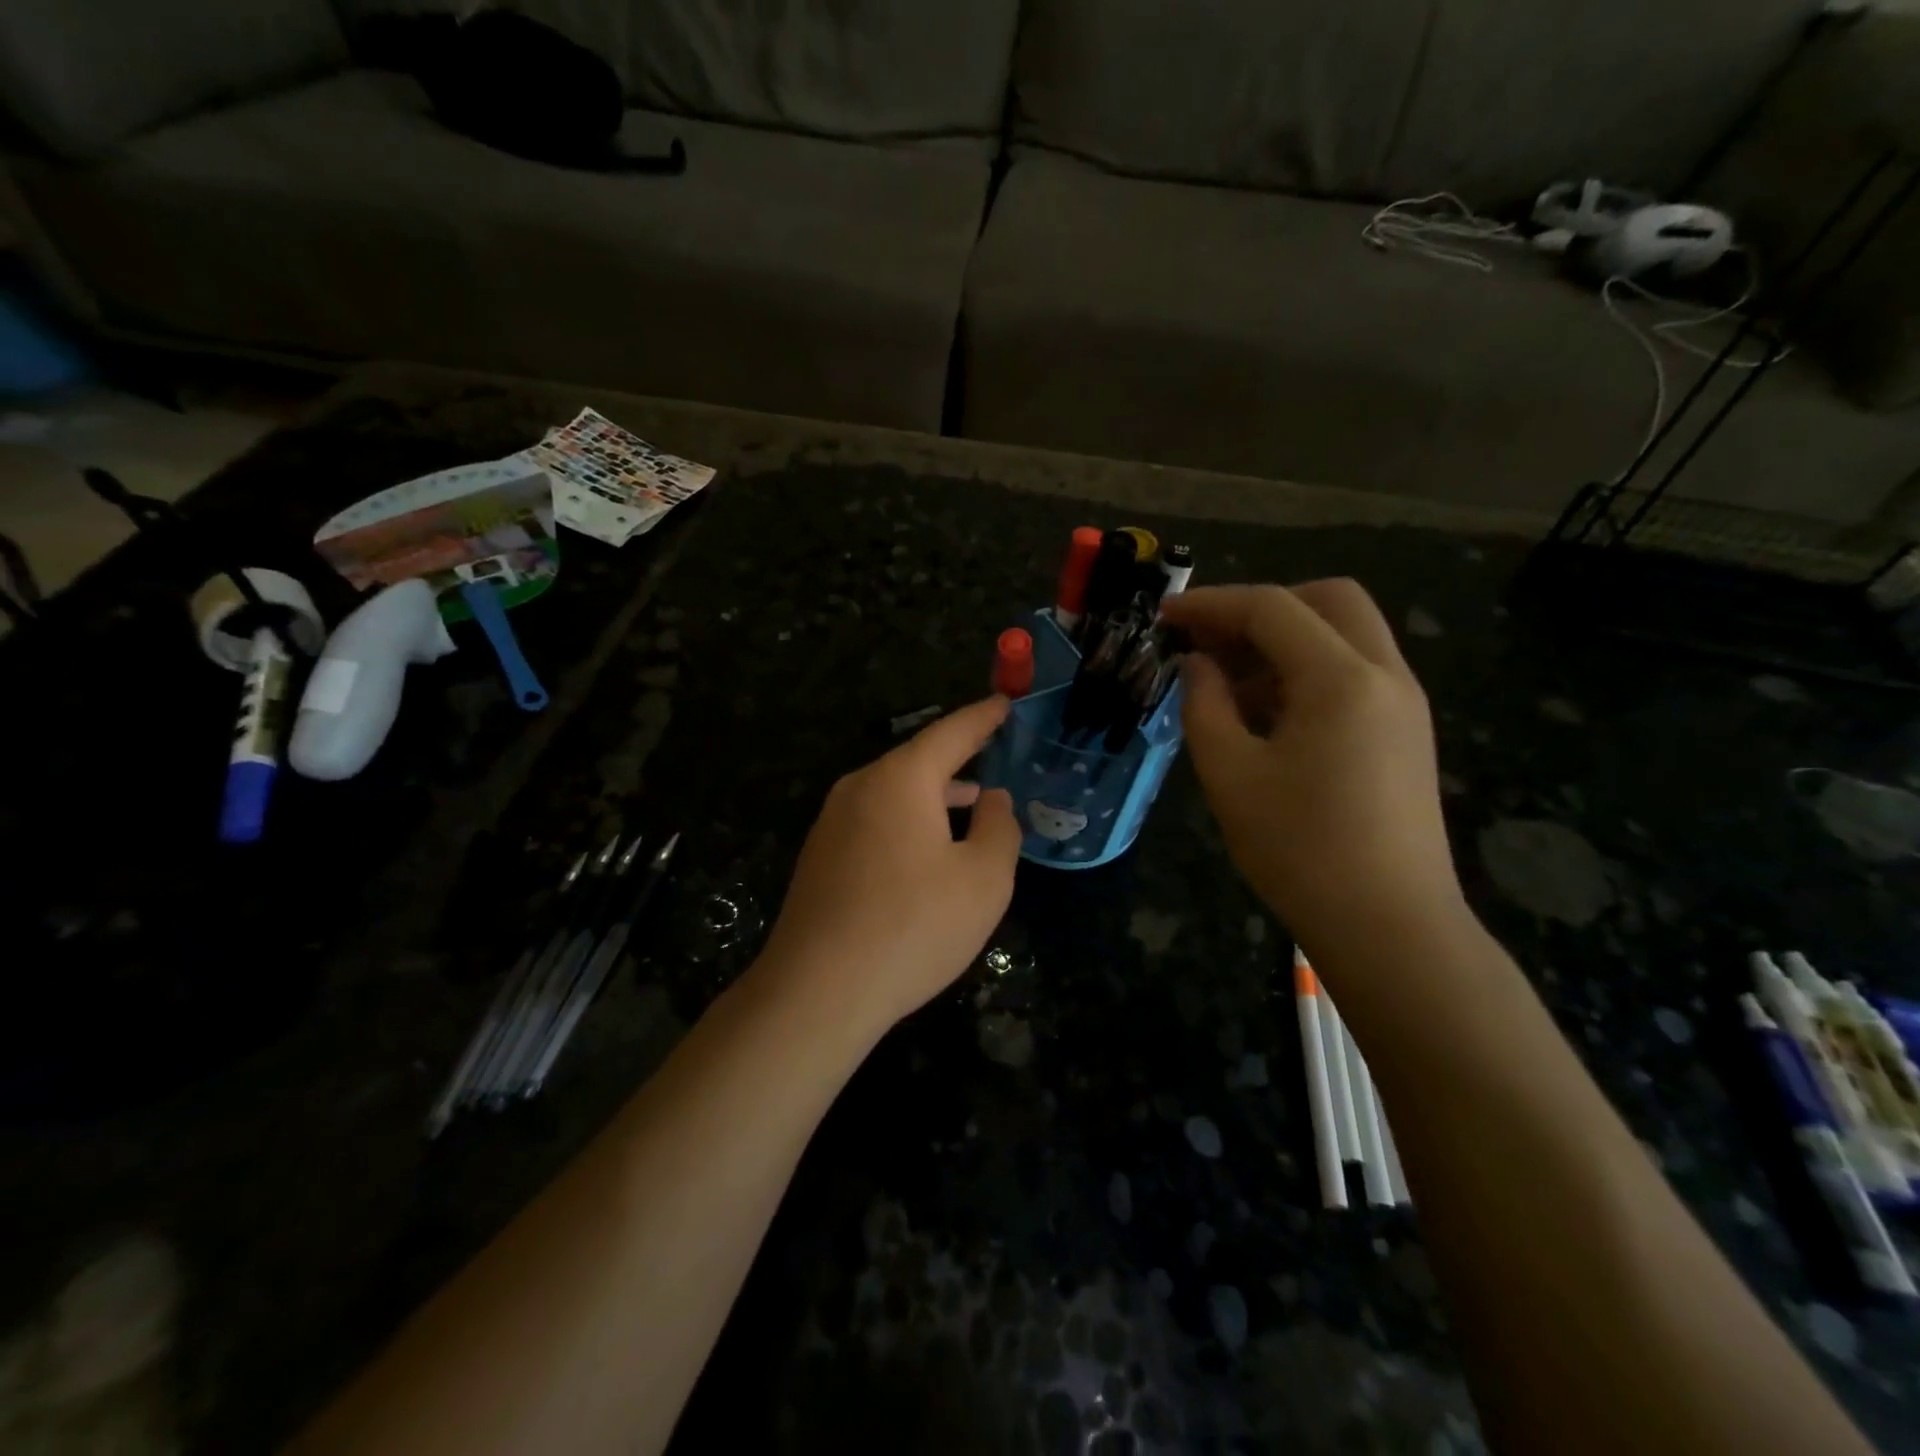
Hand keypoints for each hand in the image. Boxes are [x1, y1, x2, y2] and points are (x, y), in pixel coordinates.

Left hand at [757, 697, 1022, 1038]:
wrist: (818, 990)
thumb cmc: (913, 926)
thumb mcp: (984, 879)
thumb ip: (999, 828)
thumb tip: (993, 799)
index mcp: (901, 779)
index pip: (951, 732)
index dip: (983, 717)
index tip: (1003, 703)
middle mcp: (860, 787)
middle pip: (918, 761)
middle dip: (958, 759)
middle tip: (992, 755)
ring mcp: (832, 822)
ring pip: (894, 793)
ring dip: (934, 795)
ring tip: (970, 804)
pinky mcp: (820, 856)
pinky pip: (874, 820)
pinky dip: (908, 821)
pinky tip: (925, 850)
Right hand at [1159, 581, 1463, 953]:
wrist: (1389, 927)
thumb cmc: (1299, 849)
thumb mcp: (1230, 774)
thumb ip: (1204, 704)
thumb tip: (1196, 664)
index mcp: (1342, 679)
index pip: (1272, 609)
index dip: (1211, 604)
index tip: (1164, 616)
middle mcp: (1385, 675)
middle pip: (1327, 600)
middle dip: (1262, 608)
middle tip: (1210, 640)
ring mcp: (1404, 704)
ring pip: (1345, 635)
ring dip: (1285, 640)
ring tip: (1227, 682)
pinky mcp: (1405, 734)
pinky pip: (1355, 673)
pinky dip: (1308, 671)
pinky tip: (1266, 713)